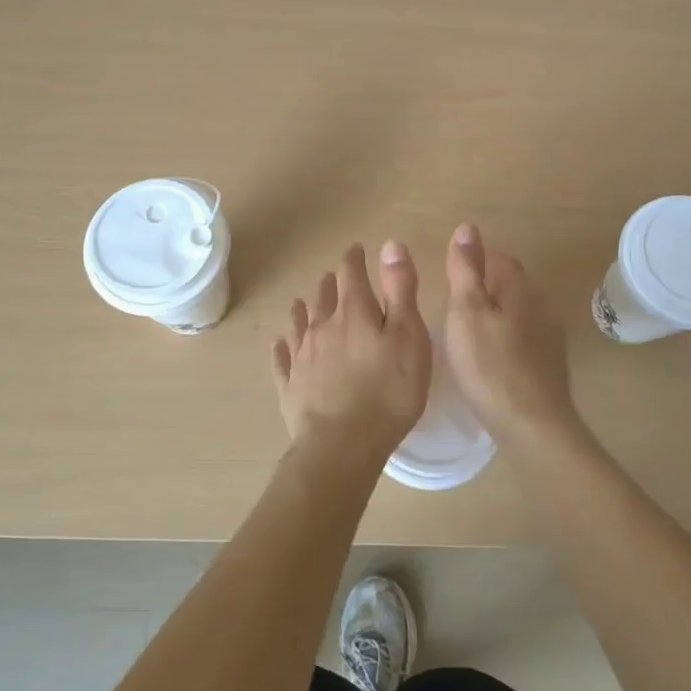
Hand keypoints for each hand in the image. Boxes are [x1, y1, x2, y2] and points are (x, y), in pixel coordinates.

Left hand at [272, 241, 431, 473]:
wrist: (342, 445)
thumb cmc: (388, 391)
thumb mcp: (409, 336)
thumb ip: (400, 289)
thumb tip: (389, 244)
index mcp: (354, 311)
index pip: (350, 272)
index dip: (354, 258)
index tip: (357, 250)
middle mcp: (322, 326)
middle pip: (323, 295)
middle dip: (332, 283)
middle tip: (337, 279)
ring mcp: (301, 356)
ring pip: (300, 322)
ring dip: (305, 309)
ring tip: (306, 304)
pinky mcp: (289, 385)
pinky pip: (282, 358)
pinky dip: (283, 347)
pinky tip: (281, 345)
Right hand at [443, 225, 589, 445]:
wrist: (533, 425)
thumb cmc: (490, 366)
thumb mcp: (466, 313)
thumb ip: (466, 271)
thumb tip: (467, 227)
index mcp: (520, 290)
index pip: (502, 260)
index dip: (479, 259)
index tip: (454, 269)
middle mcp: (541, 307)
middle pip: (513, 285)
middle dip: (487, 286)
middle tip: (456, 301)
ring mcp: (551, 338)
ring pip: (520, 313)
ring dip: (498, 314)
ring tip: (469, 330)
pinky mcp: (550, 367)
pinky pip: (525, 340)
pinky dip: (507, 339)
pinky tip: (492, 358)